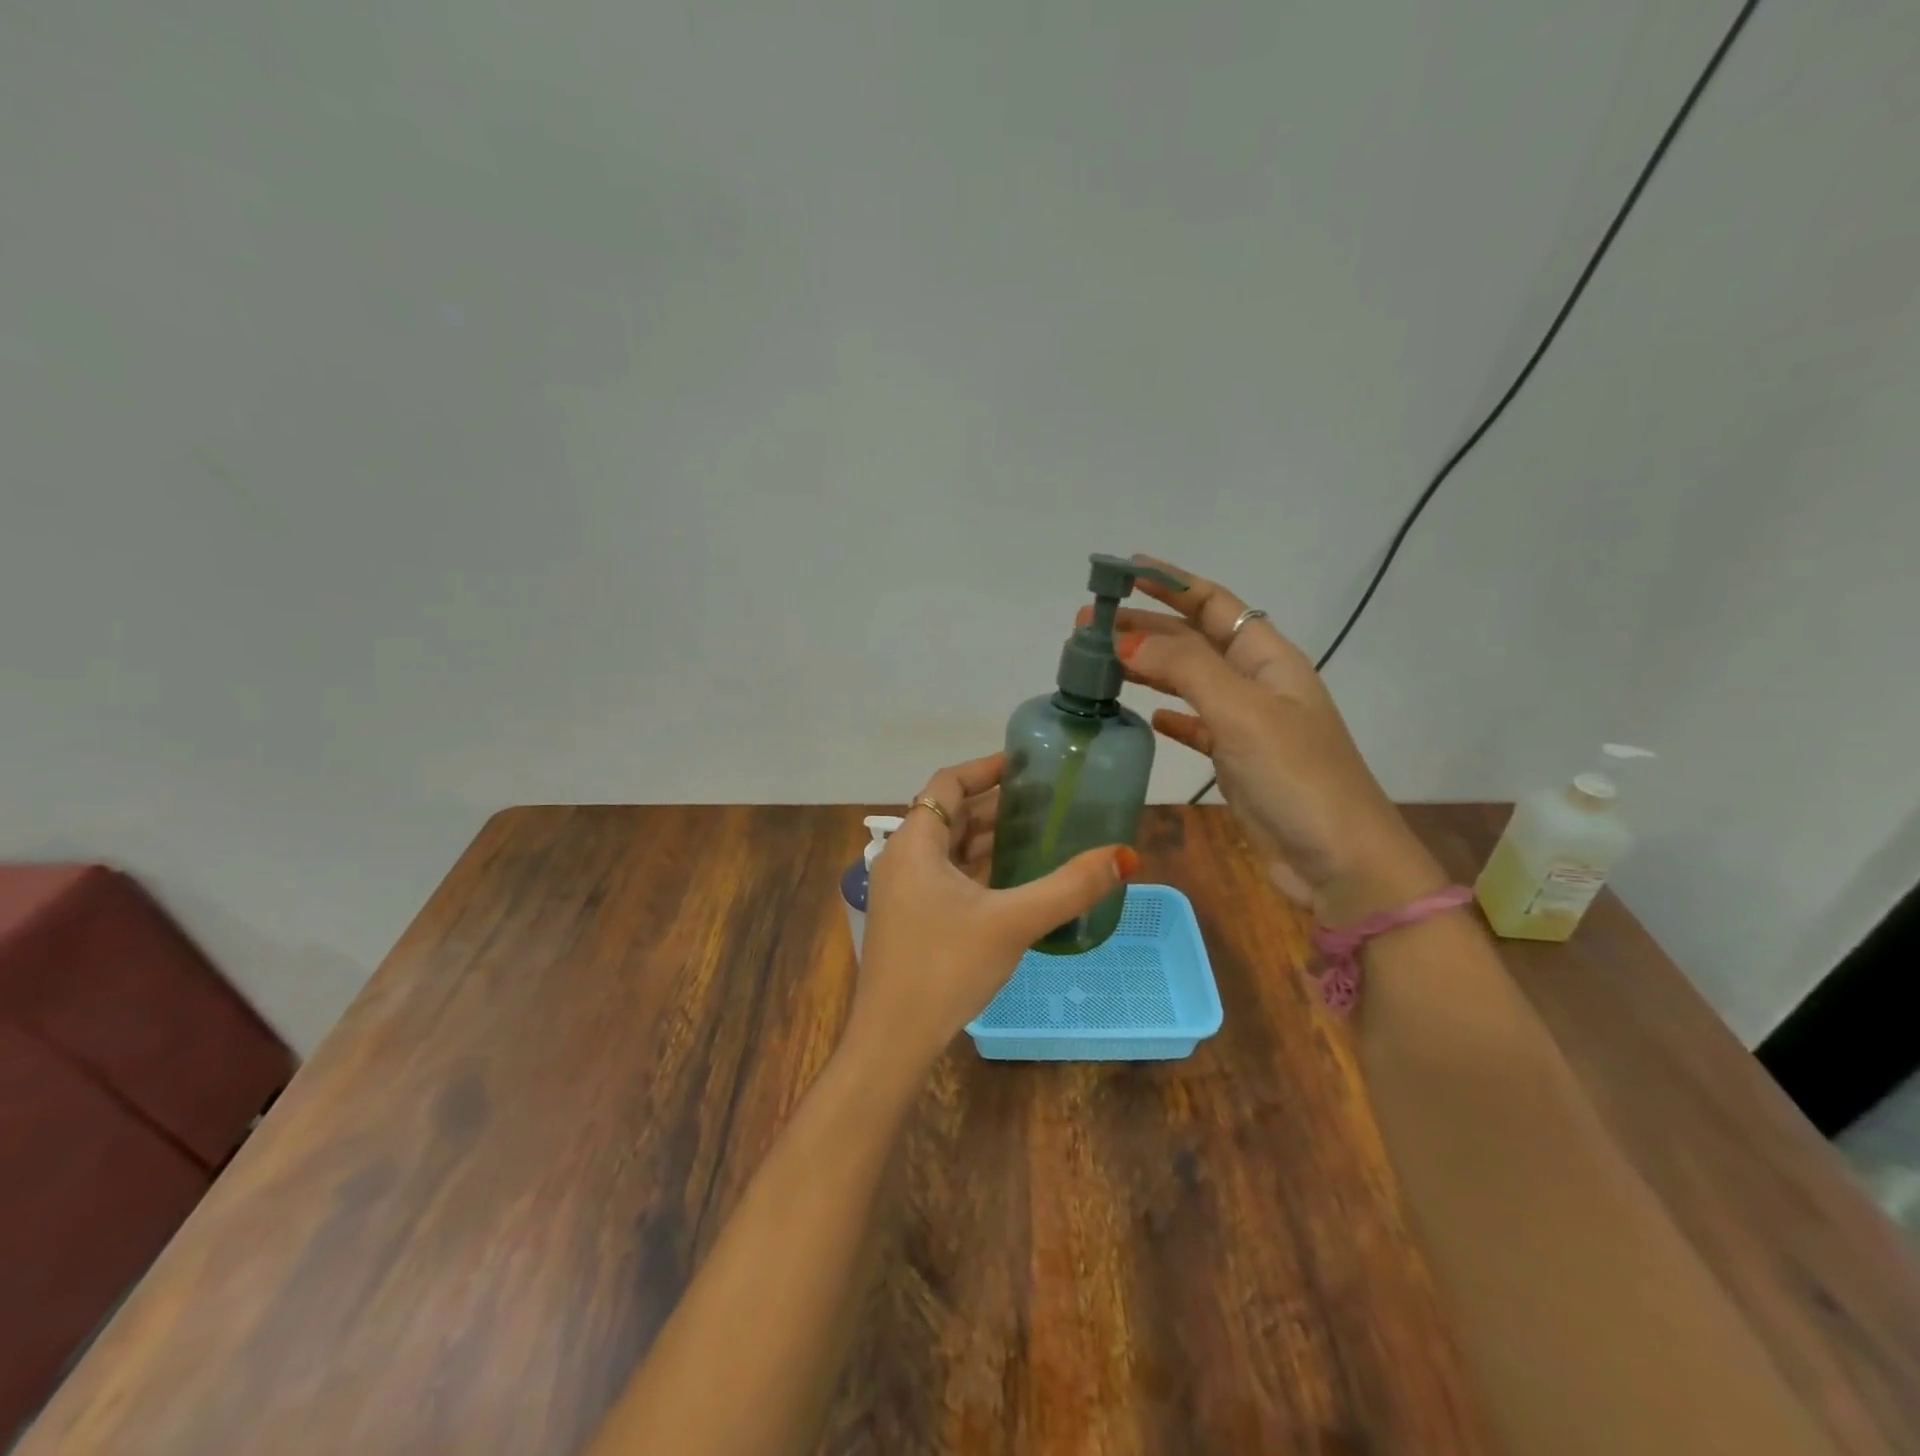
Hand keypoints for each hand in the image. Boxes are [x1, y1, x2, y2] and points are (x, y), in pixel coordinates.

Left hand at [846, 752, 1137, 1080]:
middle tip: (1047, 798)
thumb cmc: (945, 967)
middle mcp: (903, 858)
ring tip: (1039, 830)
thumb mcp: (1012, 922)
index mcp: (915, 843)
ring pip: (950, 848)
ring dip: (989, 837)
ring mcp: (904, 891)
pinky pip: (948, 875)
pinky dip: (979, 867)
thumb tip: (1124, 856)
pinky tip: (1014, 877)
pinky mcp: (911, 918)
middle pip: (951, 813)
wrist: (893, 1039)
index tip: (1027, 763)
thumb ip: (1068, 887)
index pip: (950, 783)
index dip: (987, 767)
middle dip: (997, 803)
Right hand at [1088, 555, 1441, 918]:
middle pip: (1195, 641)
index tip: (1125, 571)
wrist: (1339, 863)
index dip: (1173, 582)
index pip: (1215, 605)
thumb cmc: (1297, 776)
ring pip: (1189, 682)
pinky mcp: (1237, 763)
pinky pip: (1196, 727)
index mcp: (1269, 658)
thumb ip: (1185, 669)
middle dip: (1146, 627)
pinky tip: (1146, 717)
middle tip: (1089, 627)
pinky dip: (1170, 717)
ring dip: (1149, 668)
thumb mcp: (1242, 711)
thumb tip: (1126, 638)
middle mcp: (1258, 684)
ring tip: (1102, 662)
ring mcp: (1247, 725)